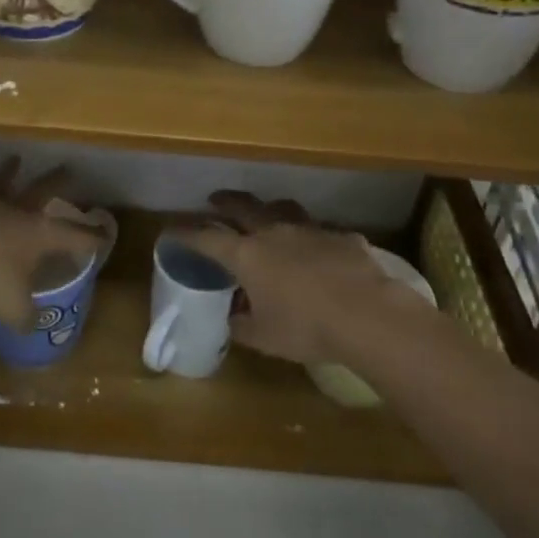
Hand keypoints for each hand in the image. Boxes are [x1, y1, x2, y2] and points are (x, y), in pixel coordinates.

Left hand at [0, 158, 104, 329]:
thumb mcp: (13, 309)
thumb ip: (26, 316)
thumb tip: (33, 325)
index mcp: (39, 236)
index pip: (74, 237)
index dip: (91, 238)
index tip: (106, 235)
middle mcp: (16, 213)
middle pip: (42, 192)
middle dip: (57, 183)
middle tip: (69, 169)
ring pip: (2, 183)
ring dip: (9, 172)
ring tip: (15, 158)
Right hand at [171, 192, 403, 364]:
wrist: (367, 314)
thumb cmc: (306, 327)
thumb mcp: (265, 338)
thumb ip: (242, 326)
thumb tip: (232, 318)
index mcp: (247, 255)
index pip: (207, 238)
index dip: (187, 234)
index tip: (171, 230)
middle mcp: (274, 233)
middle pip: (243, 207)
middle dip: (225, 201)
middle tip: (215, 199)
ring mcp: (310, 229)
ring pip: (283, 209)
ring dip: (269, 210)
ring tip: (267, 214)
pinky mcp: (341, 236)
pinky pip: (320, 231)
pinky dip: (312, 238)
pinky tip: (319, 251)